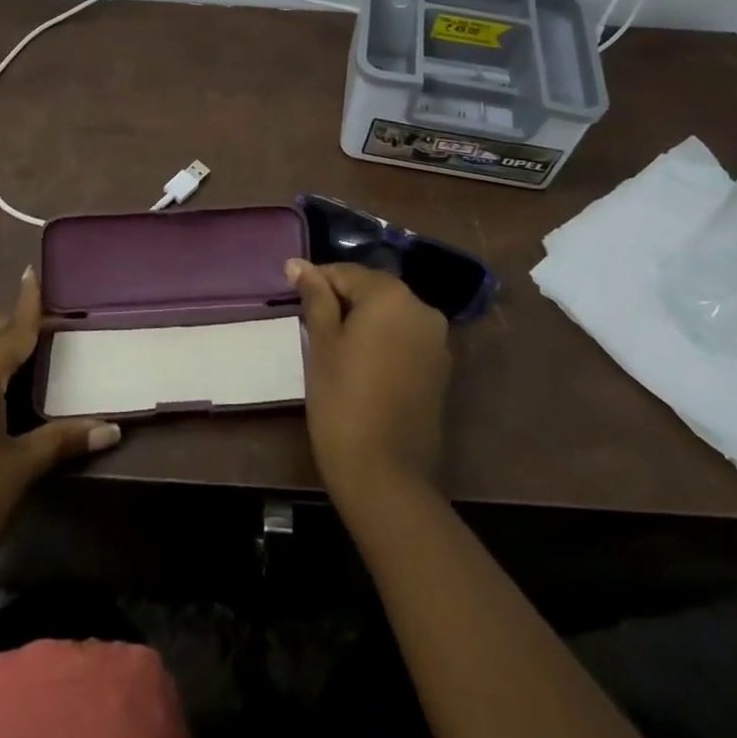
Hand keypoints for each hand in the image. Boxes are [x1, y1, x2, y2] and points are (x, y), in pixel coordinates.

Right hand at [290, 259, 450, 509]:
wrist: (384, 473)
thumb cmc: (342, 399)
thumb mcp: (322, 342)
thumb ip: (315, 296)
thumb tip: (297, 264)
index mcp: (392, 295)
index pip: (347, 273)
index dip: (318, 282)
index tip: (295, 297)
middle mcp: (422, 308)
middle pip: (373, 290)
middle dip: (343, 300)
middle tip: (312, 324)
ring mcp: (437, 340)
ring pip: (391, 315)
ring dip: (364, 321)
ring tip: (334, 346)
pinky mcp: (441, 369)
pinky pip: (405, 339)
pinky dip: (383, 341)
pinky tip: (362, 364)